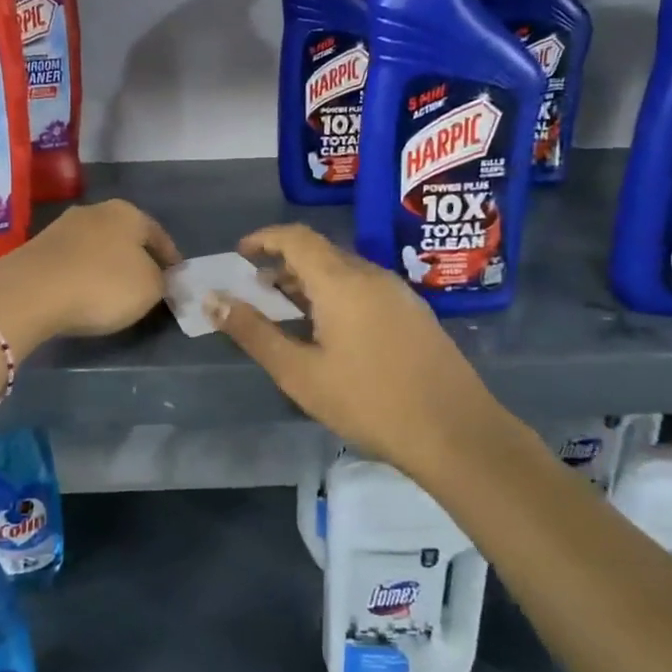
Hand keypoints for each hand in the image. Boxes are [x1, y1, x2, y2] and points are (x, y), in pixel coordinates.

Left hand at [0, 200, 180, 354]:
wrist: (30, 292)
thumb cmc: (102, 285)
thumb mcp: (149, 289)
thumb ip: (161, 281)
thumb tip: (158, 278)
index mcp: (127, 213)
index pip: (158, 234)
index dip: (170, 258)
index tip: (175, 277)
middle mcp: (95, 211)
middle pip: (124, 236)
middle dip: (135, 258)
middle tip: (145, 284)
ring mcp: (62, 227)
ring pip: (95, 247)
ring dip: (105, 266)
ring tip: (112, 292)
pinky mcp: (37, 248)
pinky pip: (71, 261)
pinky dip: (81, 275)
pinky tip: (82, 293)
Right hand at [209, 224, 513, 477]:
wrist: (457, 433)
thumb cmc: (369, 402)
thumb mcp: (300, 373)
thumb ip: (254, 333)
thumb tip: (213, 300)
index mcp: (341, 281)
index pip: (297, 237)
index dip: (264, 238)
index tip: (239, 254)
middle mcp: (372, 275)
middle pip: (321, 253)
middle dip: (284, 264)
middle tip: (256, 289)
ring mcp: (399, 293)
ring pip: (345, 271)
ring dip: (310, 281)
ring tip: (286, 311)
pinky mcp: (415, 314)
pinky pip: (365, 288)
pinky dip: (336, 295)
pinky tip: (330, 331)